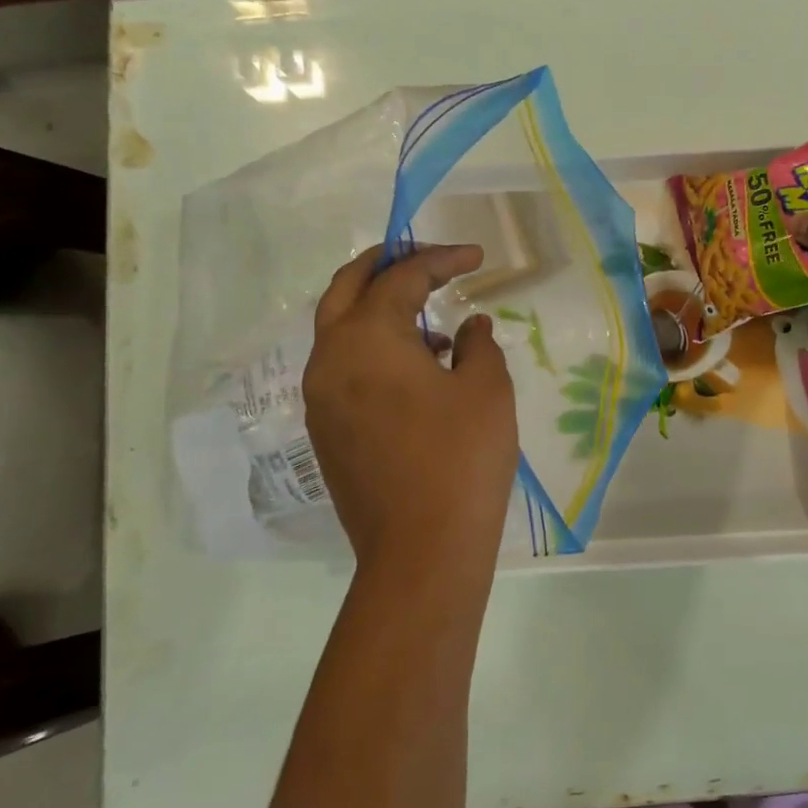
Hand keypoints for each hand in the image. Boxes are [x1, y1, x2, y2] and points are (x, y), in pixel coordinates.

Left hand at [303, 244, 517, 583]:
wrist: (422, 551)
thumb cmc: (462, 458)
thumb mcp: (487, 389)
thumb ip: (479, 344)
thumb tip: (469, 327)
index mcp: (365, 338)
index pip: (401, 278)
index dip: (441, 259)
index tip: (477, 256)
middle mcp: (329, 360)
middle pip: (346, 289)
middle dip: (385, 265)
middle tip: (424, 257)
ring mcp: (320, 399)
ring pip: (339, 330)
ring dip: (378, 310)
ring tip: (432, 323)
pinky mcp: (326, 433)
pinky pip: (343, 369)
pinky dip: (373, 350)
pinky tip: (417, 371)